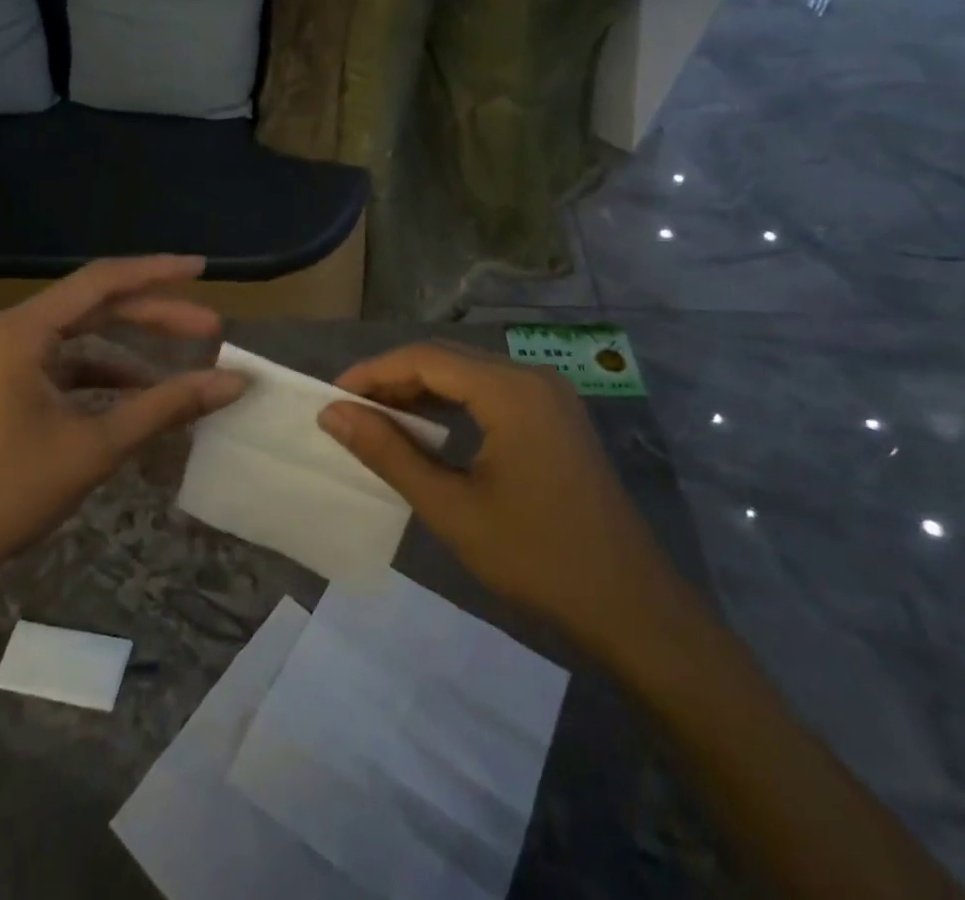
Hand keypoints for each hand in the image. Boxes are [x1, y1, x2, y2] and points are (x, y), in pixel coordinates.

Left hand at [0, 256, 246, 599]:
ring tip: (183, 369)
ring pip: (82, 339)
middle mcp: (11, 334)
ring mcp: (3, 363)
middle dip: (154, 316)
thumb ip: (165, 406)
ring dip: (132, 352)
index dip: (157, 272)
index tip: (203, 270)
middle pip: (95, 307)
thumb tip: (234, 381)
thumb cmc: (4, 494)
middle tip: (210, 329)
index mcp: (23, 331)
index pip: (102, 281)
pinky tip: (139, 400)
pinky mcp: (4, 391)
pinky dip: (104, 379)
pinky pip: (65, 369)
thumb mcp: (94, 447)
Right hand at [318, 343, 692, 663]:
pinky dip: (453, 402)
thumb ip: (389, 453)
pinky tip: (428, 428)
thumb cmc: (536, 558)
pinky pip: (492, 391)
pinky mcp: (556, 414)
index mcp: (510, 390)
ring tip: (378, 419)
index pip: (424, 357)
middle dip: (393, 379)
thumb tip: (333, 414)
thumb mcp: (451, 508)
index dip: (372, 372)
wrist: (631, 607)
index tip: (332, 397)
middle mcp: (532, 376)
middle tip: (350, 411)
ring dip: (422, 389)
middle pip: (446, 357)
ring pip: (469, 372)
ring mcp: (549, 394)